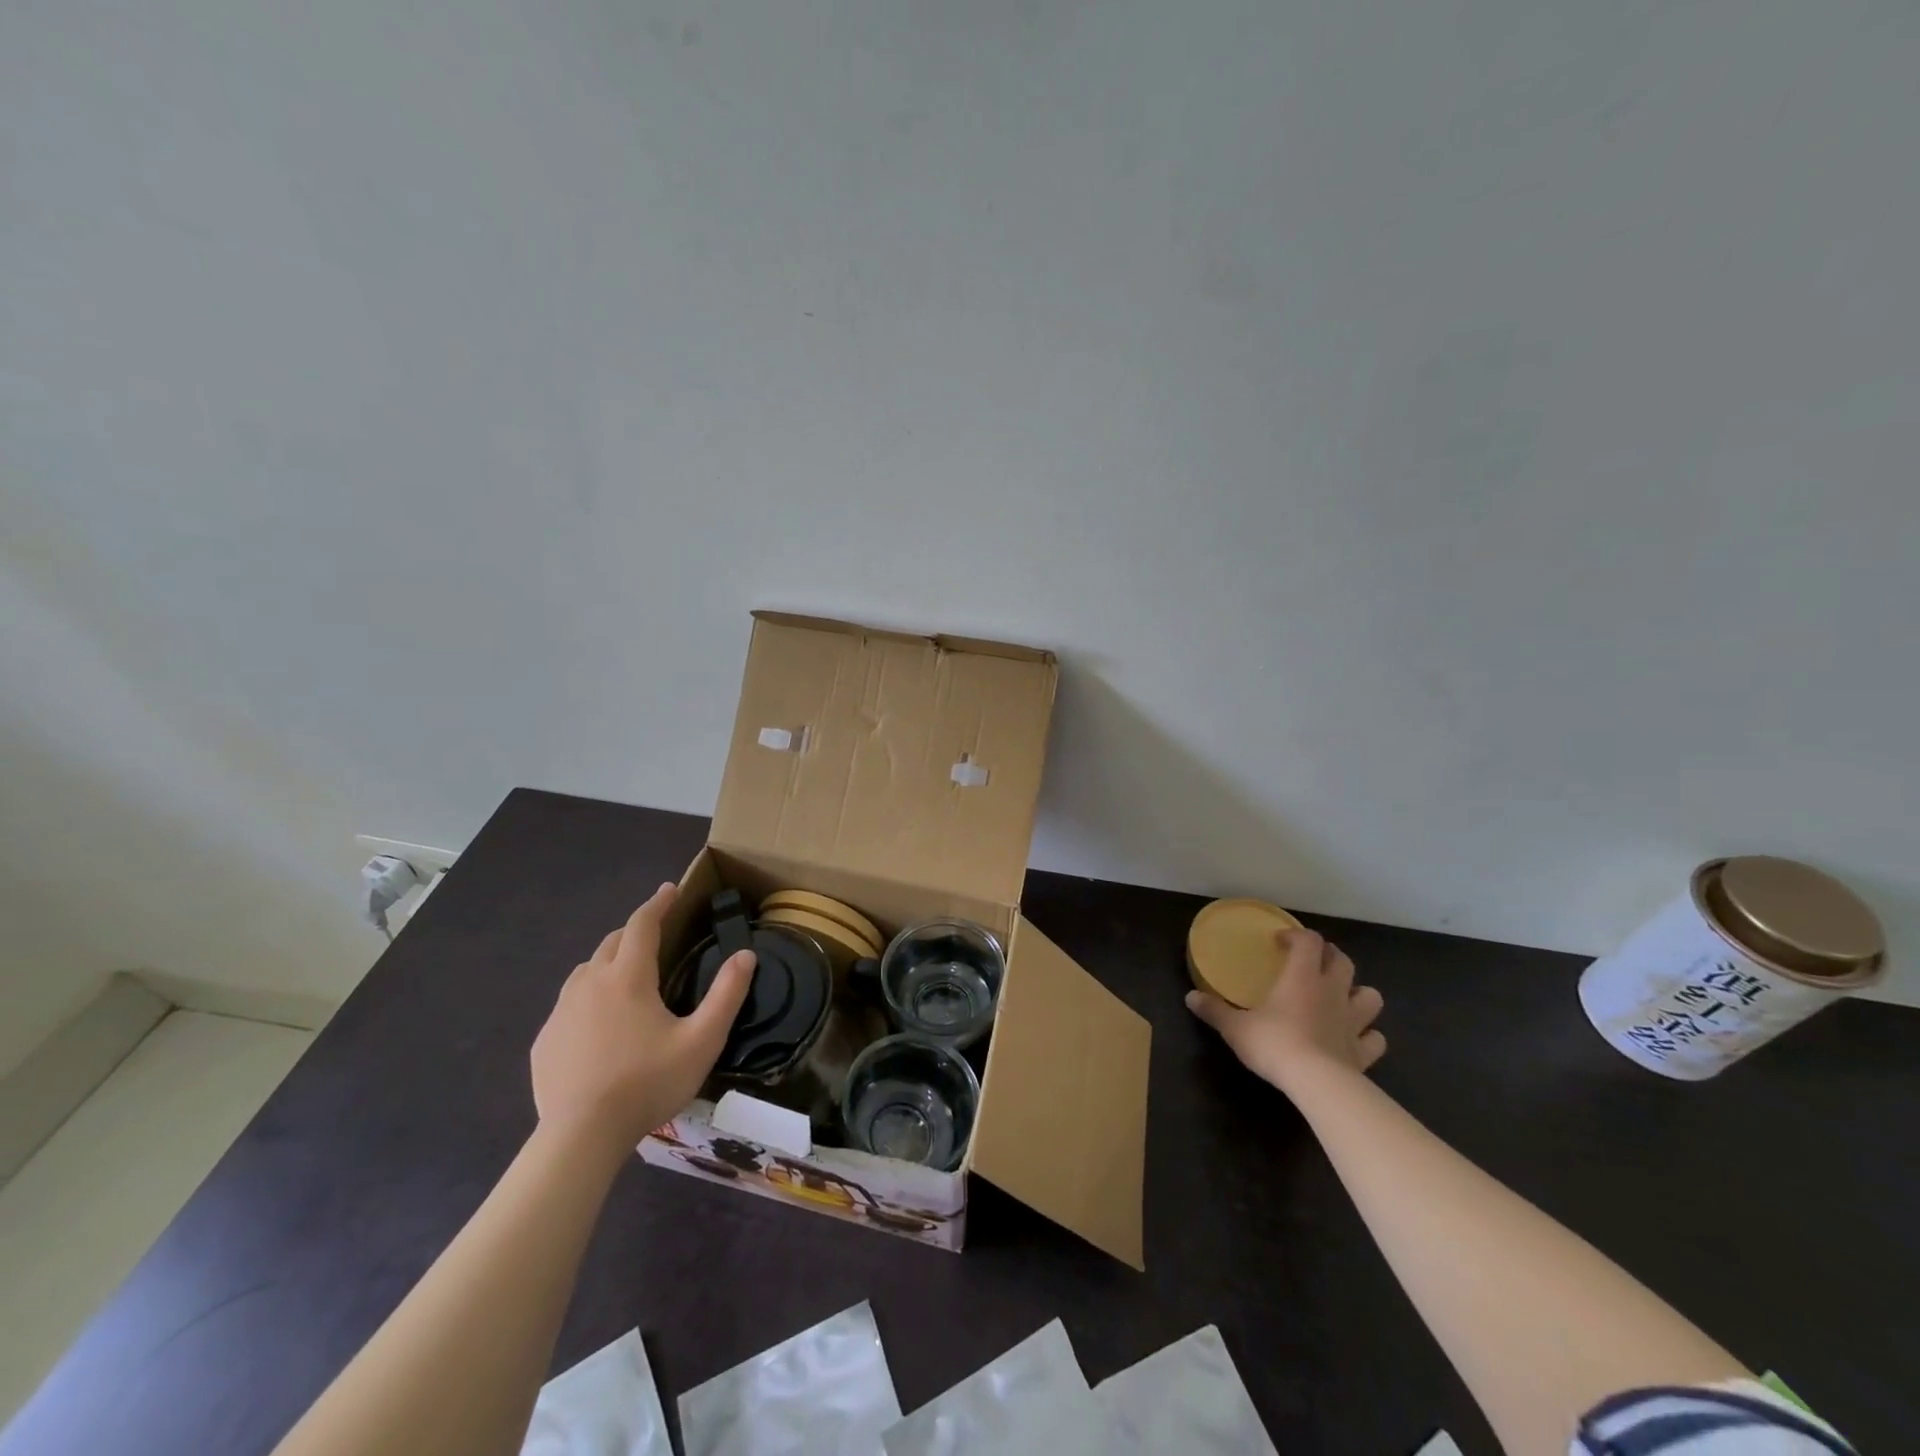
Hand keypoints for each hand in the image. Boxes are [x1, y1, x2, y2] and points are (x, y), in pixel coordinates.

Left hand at [530, 883, 754, 1159]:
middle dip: (636, 931)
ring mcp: (561, 1013)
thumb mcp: (702, 1040)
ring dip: (609, 962)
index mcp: (628, 977)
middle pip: (613, 942)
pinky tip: (599, 1024)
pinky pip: (569, 1005)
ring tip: (627, 976)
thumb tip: (746, 956)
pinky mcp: (545, 1042)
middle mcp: (590, 983)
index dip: (658, 903)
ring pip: (586, 971)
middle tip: (657, 935)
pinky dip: (588, 998)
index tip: (671, 889)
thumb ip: (727, 994)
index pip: (643, 924)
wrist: (580, 1137)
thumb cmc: (648, 1083)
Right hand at [1186, 928, 1385, 1093]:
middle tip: (1311, 963)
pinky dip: (1368, 1035)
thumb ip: (1214, 1010)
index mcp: (1302, 977)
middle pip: (1343, 961)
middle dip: (1329, 957)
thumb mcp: (1235, 1027)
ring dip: (1357, 992)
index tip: (1280, 943)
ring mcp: (1353, 1022)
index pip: (1309, 941)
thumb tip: (1190, 997)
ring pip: (1370, 995)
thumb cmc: (1274, 1044)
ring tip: (1341, 998)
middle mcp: (1332, 992)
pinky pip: (1375, 1038)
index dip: (1296, 936)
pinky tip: (1354, 1039)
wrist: (1317, 1084)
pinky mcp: (1363, 1052)